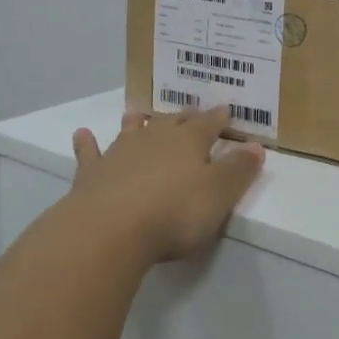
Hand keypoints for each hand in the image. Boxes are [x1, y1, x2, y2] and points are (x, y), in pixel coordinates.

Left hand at [68, 106, 265, 263]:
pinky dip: (87, 143)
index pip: (208, 124)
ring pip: (132, 130)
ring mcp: (120, 153)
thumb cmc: (174, 213)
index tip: (226, 110)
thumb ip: (238, 170)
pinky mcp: (92, 173)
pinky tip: (82, 134)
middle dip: (182, 117)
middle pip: (171, 122)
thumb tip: (257, 146)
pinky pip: (90, 152)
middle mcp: (154, 139)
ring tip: (140, 114)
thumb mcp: (219, 195)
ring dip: (138, 122)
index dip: (218, 118)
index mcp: (188, 142)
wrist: (110, 229)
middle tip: (189, 112)